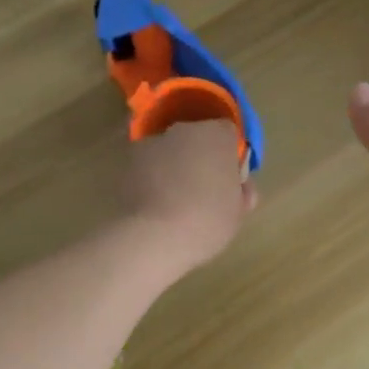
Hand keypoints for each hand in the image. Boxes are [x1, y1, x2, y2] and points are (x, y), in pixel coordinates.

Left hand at [122, 119, 257, 272]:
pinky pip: (147, 167)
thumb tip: (240, 188)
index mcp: (217, 136)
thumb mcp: (238, 213)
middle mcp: (183, 130)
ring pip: (169, 151)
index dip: (228, 154)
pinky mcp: (127, 162)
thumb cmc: (206, 222)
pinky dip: (151, 178)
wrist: (153, 238)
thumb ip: (241, 193)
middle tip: (203, 190)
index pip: (227, 132)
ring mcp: (152, 144)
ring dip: (173, 166)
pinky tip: (154, 205)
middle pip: (196, 138)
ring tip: (174, 201)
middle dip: (199, 157)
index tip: (228, 177)